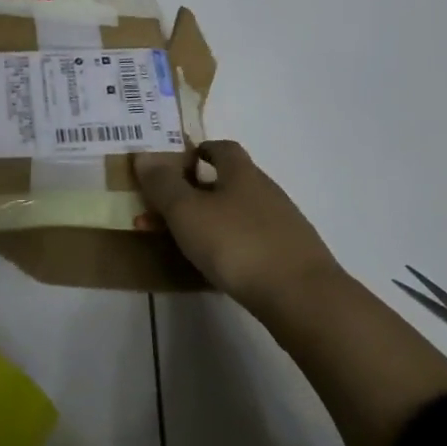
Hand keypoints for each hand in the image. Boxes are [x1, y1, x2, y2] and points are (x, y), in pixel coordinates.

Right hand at [133, 141, 340, 317]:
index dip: (200, 150)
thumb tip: (144, 155)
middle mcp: (265, 191)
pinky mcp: (289, 256)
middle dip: (196, 190)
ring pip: (238, 213)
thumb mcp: (187, 212)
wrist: (302, 297)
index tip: (178, 162)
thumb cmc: (237, 244)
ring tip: (183, 241)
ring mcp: (281, 224)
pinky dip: (228, 245)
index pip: (222, 148)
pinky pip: (250, 241)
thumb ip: (164, 184)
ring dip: (209, 220)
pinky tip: (216, 266)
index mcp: (242, 173)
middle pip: (228, 181)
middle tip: (167, 207)